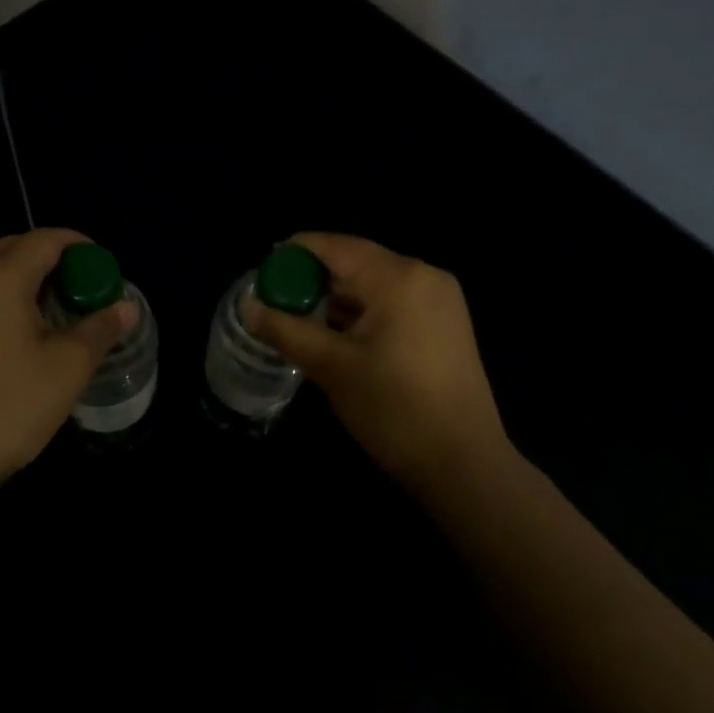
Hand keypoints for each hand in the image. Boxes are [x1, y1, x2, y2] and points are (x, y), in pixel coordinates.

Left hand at [0, 229, 135, 485]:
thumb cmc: (11, 403)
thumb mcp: (69, 365)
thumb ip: (101, 328)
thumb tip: (127, 307)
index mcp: (1, 277)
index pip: (45, 239)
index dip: (80, 246)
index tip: (105, 270)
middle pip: (18, 248)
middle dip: (55, 259)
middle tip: (85, 288)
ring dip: (33, 279)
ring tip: (64, 310)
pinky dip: (13, 297)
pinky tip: (32, 332)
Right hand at [248, 233, 509, 494]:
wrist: (465, 466)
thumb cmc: (394, 410)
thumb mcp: (331, 367)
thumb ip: (286, 329)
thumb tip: (248, 306)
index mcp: (398, 276)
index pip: (333, 246)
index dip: (293, 254)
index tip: (263, 277)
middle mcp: (424, 274)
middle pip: (355, 260)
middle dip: (314, 279)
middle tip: (277, 304)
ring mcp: (441, 298)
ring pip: (374, 282)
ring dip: (338, 297)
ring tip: (302, 320)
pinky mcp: (447, 322)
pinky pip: (394, 300)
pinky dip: (364, 310)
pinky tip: (340, 334)